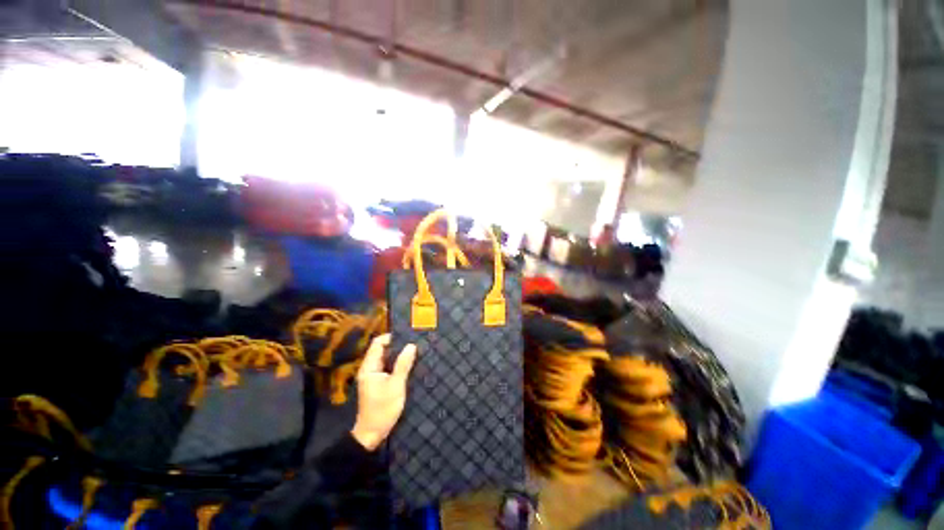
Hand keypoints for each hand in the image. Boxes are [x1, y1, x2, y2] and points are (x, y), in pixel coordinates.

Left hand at [350, 334, 416, 450]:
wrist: (372, 434)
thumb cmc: (382, 409)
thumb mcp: (396, 385)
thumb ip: (403, 364)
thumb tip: (411, 345)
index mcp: (369, 367)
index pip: (378, 343)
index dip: (391, 337)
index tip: (407, 337)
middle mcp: (369, 368)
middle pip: (382, 349)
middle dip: (397, 345)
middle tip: (414, 343)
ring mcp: (373, 376)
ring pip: (386, 358)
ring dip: (398, 355)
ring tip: (414, 352)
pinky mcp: (378, 383)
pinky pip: (388, 367)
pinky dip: (397, 364)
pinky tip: (409, 364)